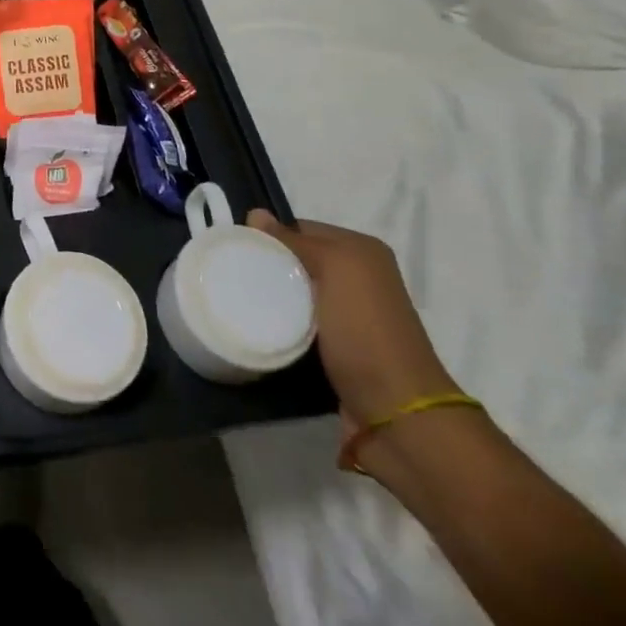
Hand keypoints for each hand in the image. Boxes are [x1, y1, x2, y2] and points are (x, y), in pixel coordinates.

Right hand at [247, 211, 455, 427]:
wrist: (394, 412)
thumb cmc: (365, 330)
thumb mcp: (334, 270)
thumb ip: (294, 241)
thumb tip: (256, 213)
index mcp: (362, 252)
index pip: (301, 228)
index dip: (269, 234)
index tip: (236, 246)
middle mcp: (358, 278)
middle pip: (297, 259)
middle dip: (267, 264)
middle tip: (230, 272)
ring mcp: (347, 314)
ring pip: (294, 291)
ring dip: (270, 295)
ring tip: (236, 297)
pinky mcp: (335, 346)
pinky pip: (297, 320)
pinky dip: (279, 320)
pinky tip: (257, 323)